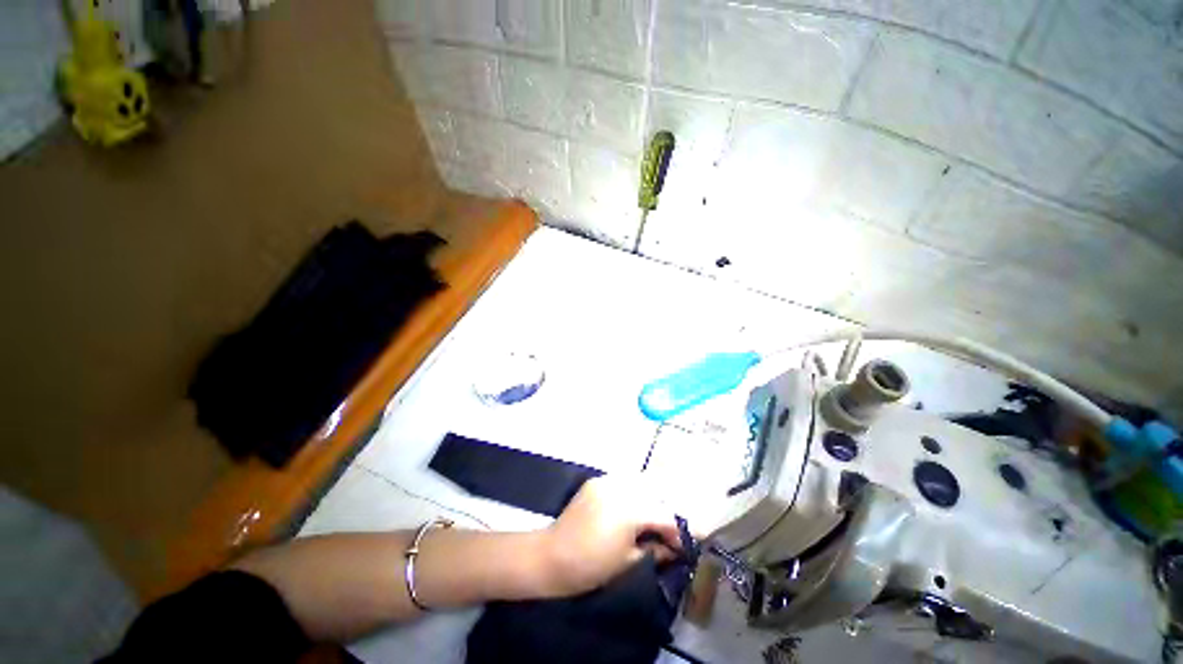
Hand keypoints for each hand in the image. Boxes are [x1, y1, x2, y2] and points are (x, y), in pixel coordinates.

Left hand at [534, 475, 681, 597]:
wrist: (552, 556)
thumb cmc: (592, 566)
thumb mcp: (629, 563)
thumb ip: (655, 549)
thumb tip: (672, 546)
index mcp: (631, 510)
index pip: (665, 515)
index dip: (675, 532)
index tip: (679, 545)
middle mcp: (622, 488)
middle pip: (654, 494)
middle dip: (662, 512)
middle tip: (663, 532)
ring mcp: (607, 480)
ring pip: (638, 483)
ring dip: (647, 499)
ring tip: (647, 519)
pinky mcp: (596, 481)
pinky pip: (621, 482)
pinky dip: (630, 493)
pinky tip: (628, 508)